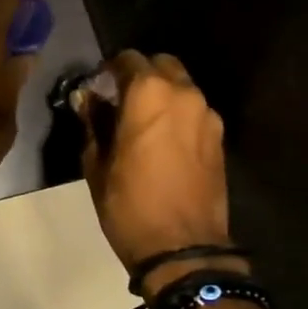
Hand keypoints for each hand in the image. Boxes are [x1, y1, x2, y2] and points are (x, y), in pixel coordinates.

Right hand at [79, 51, 242, 296]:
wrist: (183, 248)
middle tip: (120, 101)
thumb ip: (93, 123)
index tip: (97, 87)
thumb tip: (88, 100)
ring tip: (142, 123)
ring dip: (161, 95)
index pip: (128, 60)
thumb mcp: (97, 164)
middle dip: (140, 76)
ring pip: (182, 88)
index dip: (108, 70)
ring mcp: (208, 116)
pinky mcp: (219, 139)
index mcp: (149, 94)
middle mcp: (184, 94)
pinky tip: (163, 142)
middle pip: (161, 65)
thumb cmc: (129, 205)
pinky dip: (178, 115)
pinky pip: (195, 112)